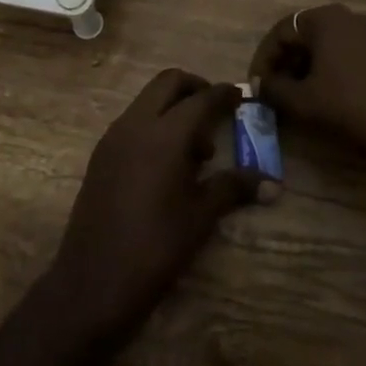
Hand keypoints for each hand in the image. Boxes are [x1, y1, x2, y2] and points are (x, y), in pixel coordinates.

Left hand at [48, 70, 259, 343]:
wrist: (92, 282)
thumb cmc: (155, 248)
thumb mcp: (200, 217)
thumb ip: (233, 188)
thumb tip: (272, 183)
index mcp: (164, 134)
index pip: (201, 99)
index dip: (224, 94)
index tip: (242, 95)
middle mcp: (135, 124)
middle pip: (168, 83)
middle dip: (195, 88)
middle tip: (216, 111)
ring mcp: (113, 138)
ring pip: (147, 101)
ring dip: (173, 109)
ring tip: (196, 151)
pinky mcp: (100, 156)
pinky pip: (133, 123)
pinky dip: (154, 126)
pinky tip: (168, 165)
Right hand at [250, 4, 365, 164]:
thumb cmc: (352, 108)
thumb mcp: (303, 103)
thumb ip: (273, 90)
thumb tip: (260, 85)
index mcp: (327, 19)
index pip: (281, 32)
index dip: (263, 59)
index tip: (256, 86)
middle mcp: (351, 17)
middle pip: (306, 36)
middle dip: (287, 63)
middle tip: (276, 92)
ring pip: (329, 46)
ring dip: (309, 68)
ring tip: (300, 97)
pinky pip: (351, 54)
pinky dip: (333, 71)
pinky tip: (330, 96)